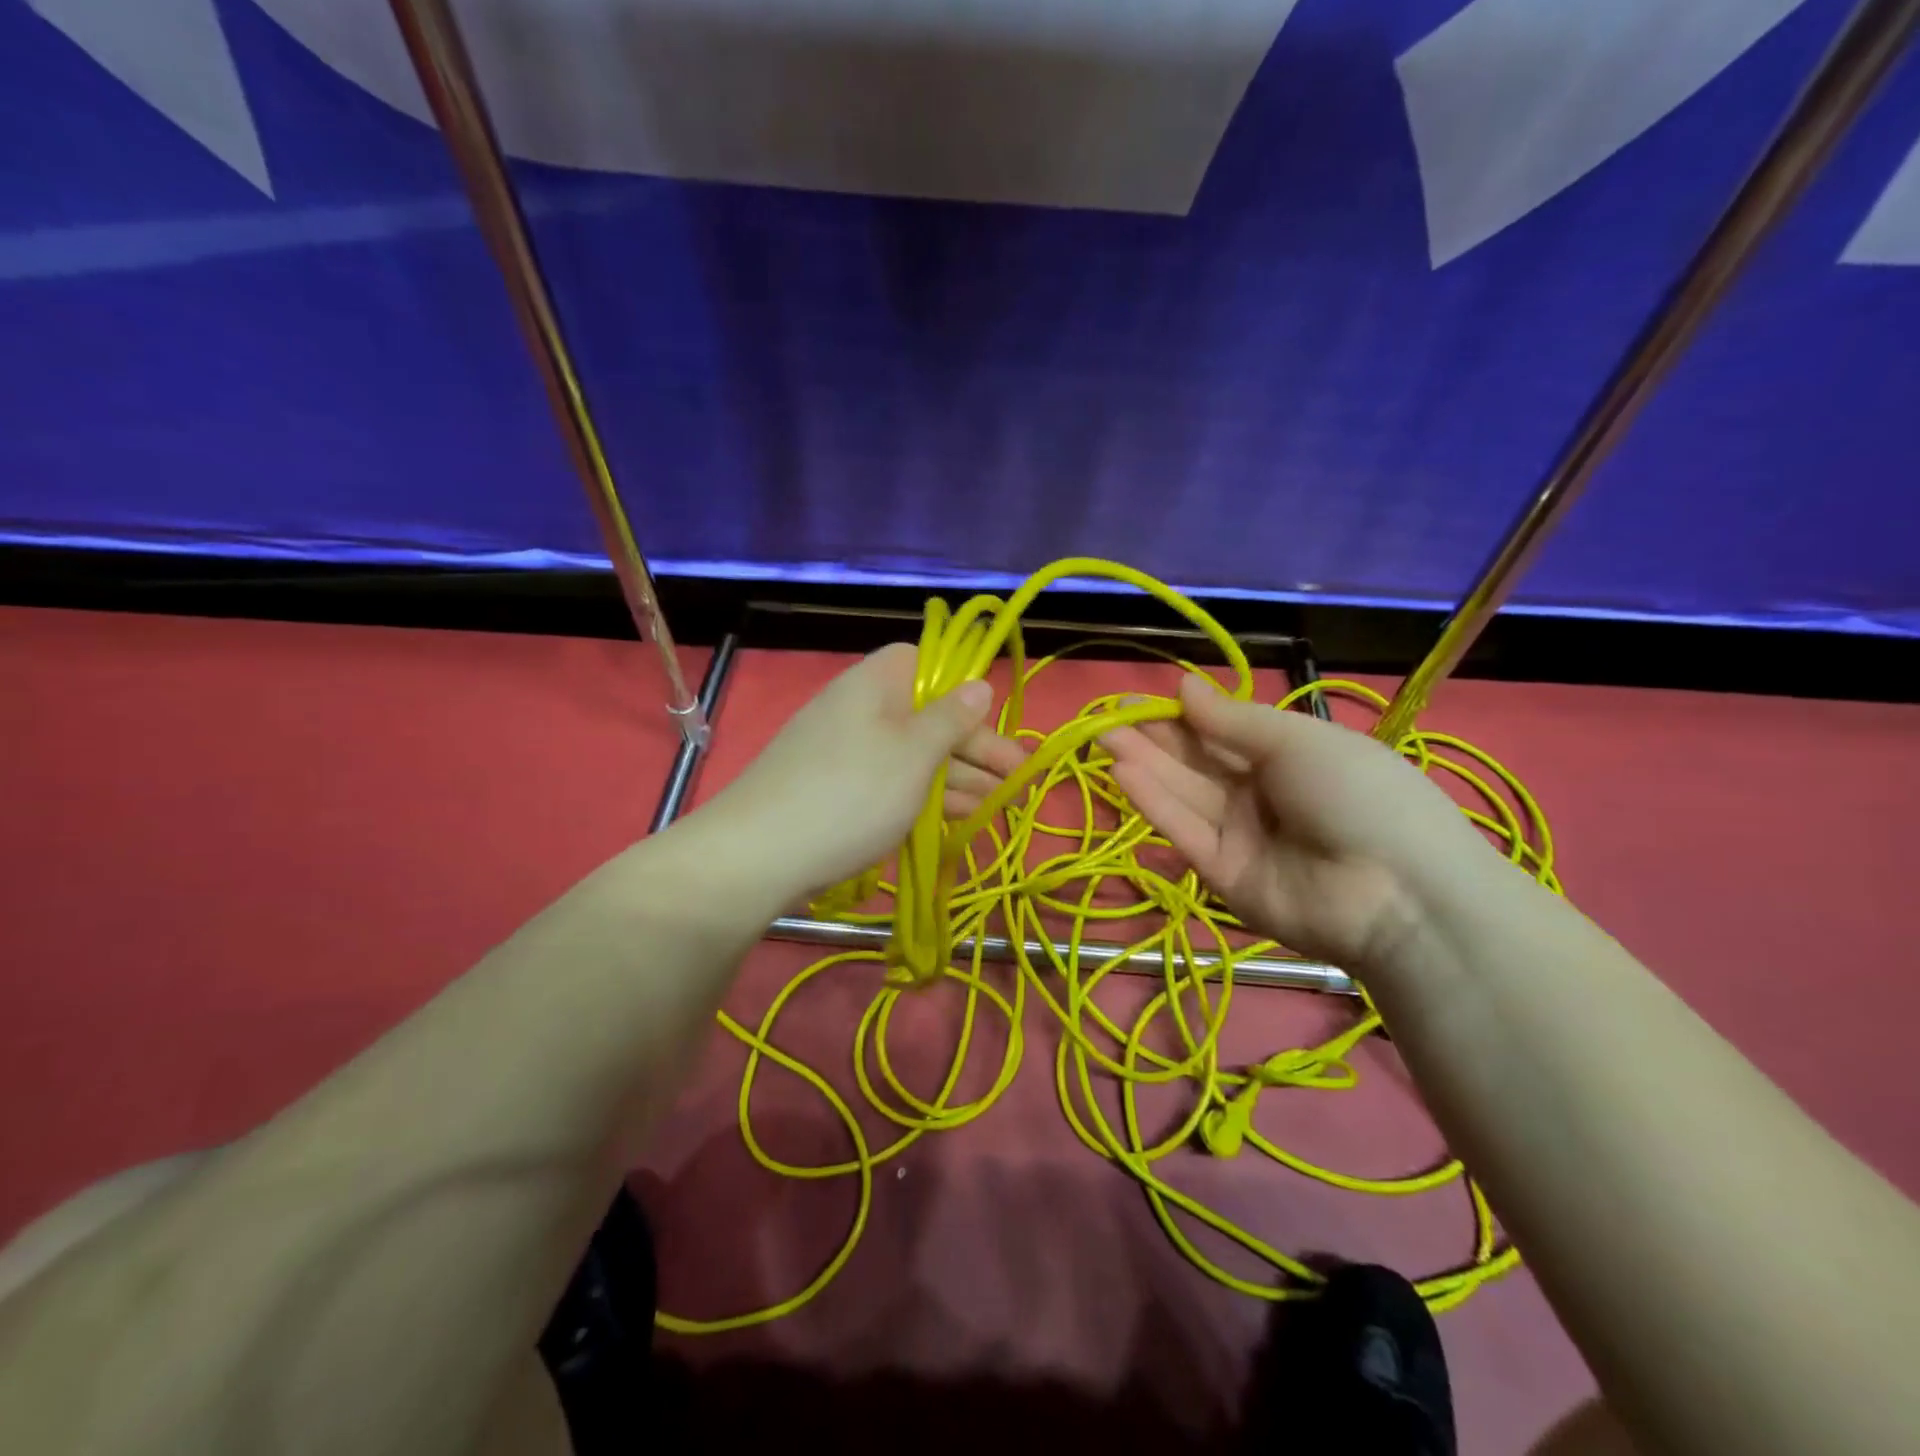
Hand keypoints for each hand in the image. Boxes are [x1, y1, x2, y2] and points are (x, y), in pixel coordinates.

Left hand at [696, 644, 1026, 902]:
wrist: (759, 856)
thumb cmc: (852, 793)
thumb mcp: (914, 754)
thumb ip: (951, 718)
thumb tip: (978, 683)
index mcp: (875, 684)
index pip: (924, 663)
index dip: (961, 687)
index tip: (991, 721)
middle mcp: (859, 710)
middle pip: (927, 716)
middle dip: (976, 748)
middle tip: (1020, 780)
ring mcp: (845, 754)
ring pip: (913, 756)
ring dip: (959, 778)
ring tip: (1002, 805)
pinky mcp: (837, 792)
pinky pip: (891, 784)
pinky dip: (926, 797)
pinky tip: (959, 817)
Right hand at [1103, 675, 1491, 967]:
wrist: (1399, 891)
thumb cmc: (1358, 793)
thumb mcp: (1297, 741)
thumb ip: (1232, 720)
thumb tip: (1183, 685)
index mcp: (1287, 758)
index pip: (1222, 734)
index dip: (1183, 715)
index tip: (1142, 699)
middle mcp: (1258, 795)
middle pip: (1196, 763)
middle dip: (1153, 738)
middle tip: (1106, 717)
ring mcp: (1239, 836)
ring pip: (1183, 794)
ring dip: (1143, 765)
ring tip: (1101, 736)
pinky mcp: (1221, 875)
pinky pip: (1185, 832)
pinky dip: (1154, 803)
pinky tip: (1122, 773)